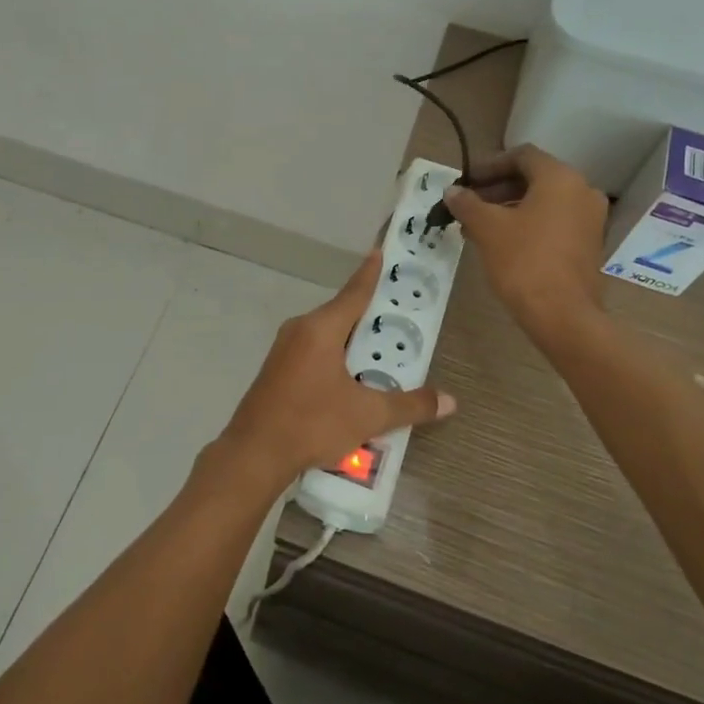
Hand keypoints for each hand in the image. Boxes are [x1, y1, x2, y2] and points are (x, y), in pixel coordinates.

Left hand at [197, 249, 455, 501]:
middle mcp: (300, 329)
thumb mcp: (368, 416)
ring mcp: (284, 349)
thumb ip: (409, 405)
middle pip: (342, 313)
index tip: (381, 250)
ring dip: (353, 340)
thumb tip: (449, 401)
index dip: (371, 272)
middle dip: (370, 314)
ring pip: (327, 335)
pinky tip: (352, 378)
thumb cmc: (312, 423)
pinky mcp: (277, 369)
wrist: (254, 453)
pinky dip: (336, 355)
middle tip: (399, 314)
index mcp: (321, 329)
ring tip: (382, 351)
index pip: (354, 292)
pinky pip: (314, 351)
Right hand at [444, 145, 608, 336]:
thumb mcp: (487, 228)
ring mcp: (590, 219)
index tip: (466, 181)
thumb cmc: (523, 261)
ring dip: (509, 207)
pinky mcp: (589, 244)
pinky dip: (528, 223)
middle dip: (497, 188)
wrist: (562, 315)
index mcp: (560, 178)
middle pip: (533, 178)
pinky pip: (554, 221)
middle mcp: (582, 191)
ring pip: (543, 202)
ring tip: (477, 226)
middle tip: (468, 203)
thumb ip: (467, 203)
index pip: (522, 156)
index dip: (490, 165)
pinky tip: (501, 242)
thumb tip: (452, 191)